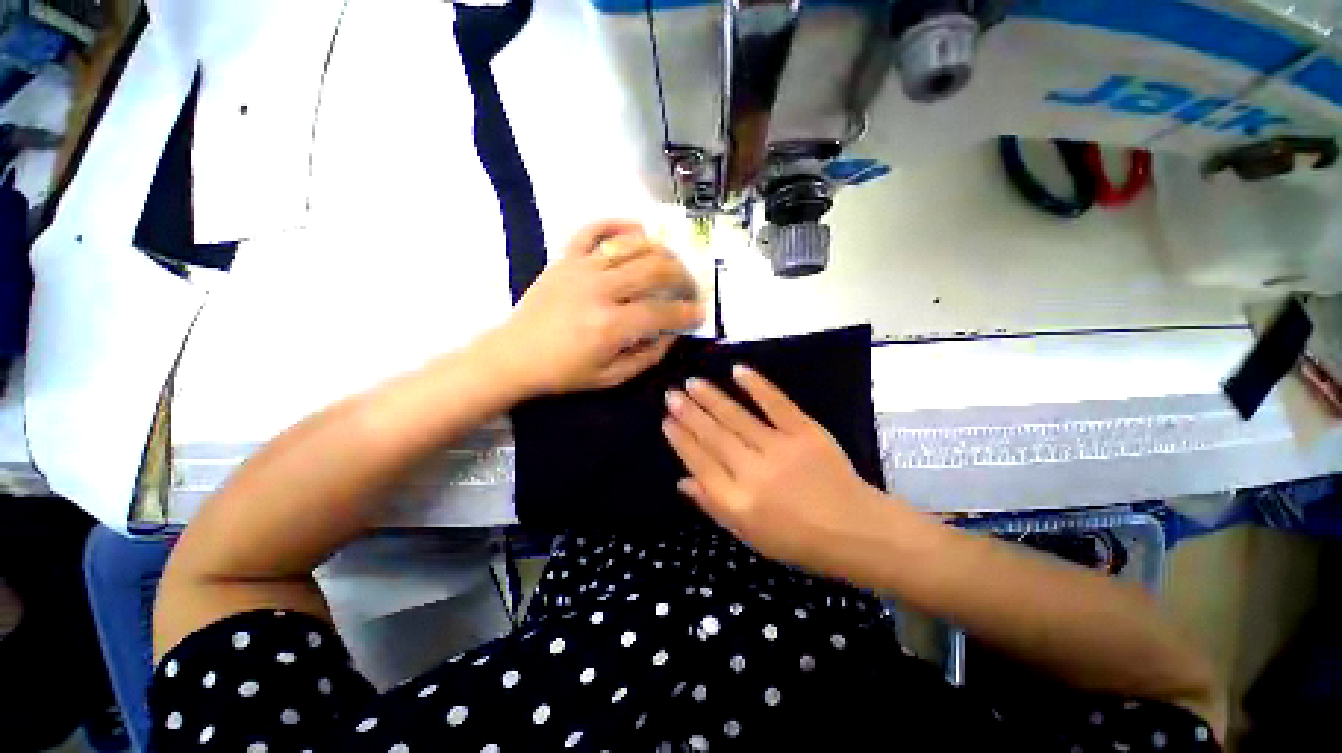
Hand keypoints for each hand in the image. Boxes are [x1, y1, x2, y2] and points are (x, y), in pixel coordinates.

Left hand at [486, 219, 704, 396]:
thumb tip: (672, 333)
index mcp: (611, 325)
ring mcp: (581, 268)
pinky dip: (618, 224)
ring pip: (633, 245)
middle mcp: (600, 289)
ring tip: (671, 265)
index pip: (663, 312)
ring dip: (661, 252)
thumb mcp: (611, 377)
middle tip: (690, 289)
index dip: (688, 313)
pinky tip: (637, 230)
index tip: (700, 314)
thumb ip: (648, 356)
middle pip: (656, 269)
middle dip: (683, 278)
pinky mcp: (565, 258)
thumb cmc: (564, 372)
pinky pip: (594, 229)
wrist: (514, 356)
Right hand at [662, 365, 886, 571]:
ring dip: (711, 397)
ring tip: (693, 382)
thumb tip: (682, 481)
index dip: (681, 439)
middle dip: (689, 413)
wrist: (856, 531)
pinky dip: (756, 385)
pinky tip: (737, 371)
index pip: (699, 462)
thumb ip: (713, 506)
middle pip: (713, 435)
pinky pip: (776, 403)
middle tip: (672, 393)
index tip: (666, 420)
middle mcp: (753, 472)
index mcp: (737, 501)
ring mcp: (780, 448)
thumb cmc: (797, 541)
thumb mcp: (748, 535)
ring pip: (736, 417)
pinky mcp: (805, 431)